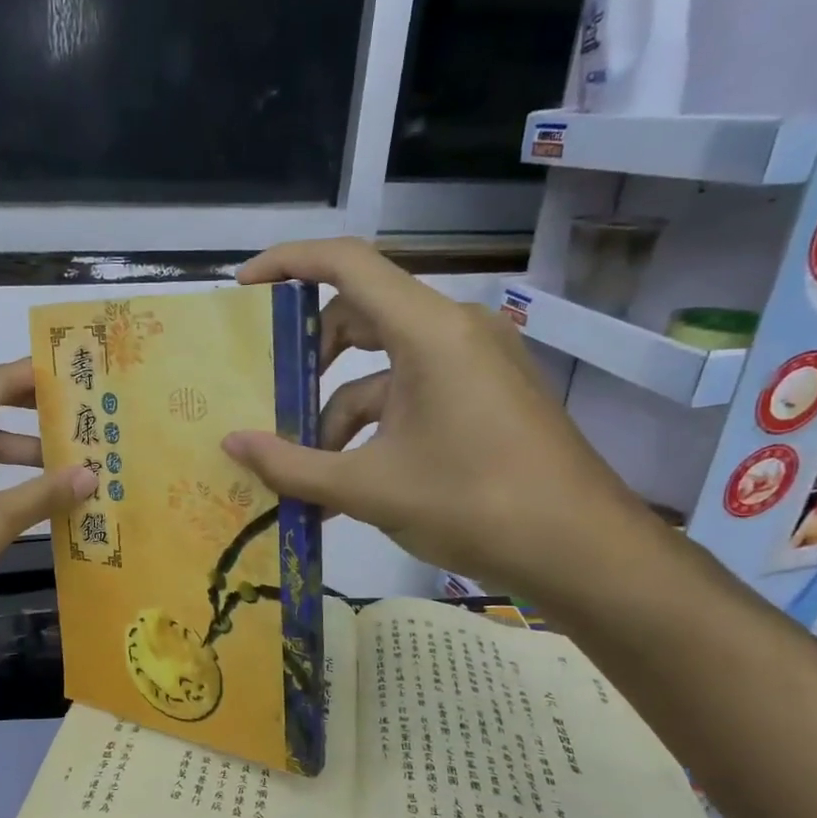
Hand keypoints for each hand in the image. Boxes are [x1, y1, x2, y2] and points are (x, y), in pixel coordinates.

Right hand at [220, 240, 663, 599]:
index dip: (288, 263)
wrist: (585, 553)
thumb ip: (292, 465)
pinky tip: (350, 484)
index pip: (346, 264)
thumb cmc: (475, 506)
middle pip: (360, 317)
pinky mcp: (485, 396)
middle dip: (309, 360)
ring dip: (338, 413)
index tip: (244, 289)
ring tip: (307, 473)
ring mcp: (474, 364)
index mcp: (428, 331)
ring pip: (383, 368)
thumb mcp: (368, 488)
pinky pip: (412, 394)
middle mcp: (454, 331)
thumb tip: (231, 445)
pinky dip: (374, 429)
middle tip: (270, 397)